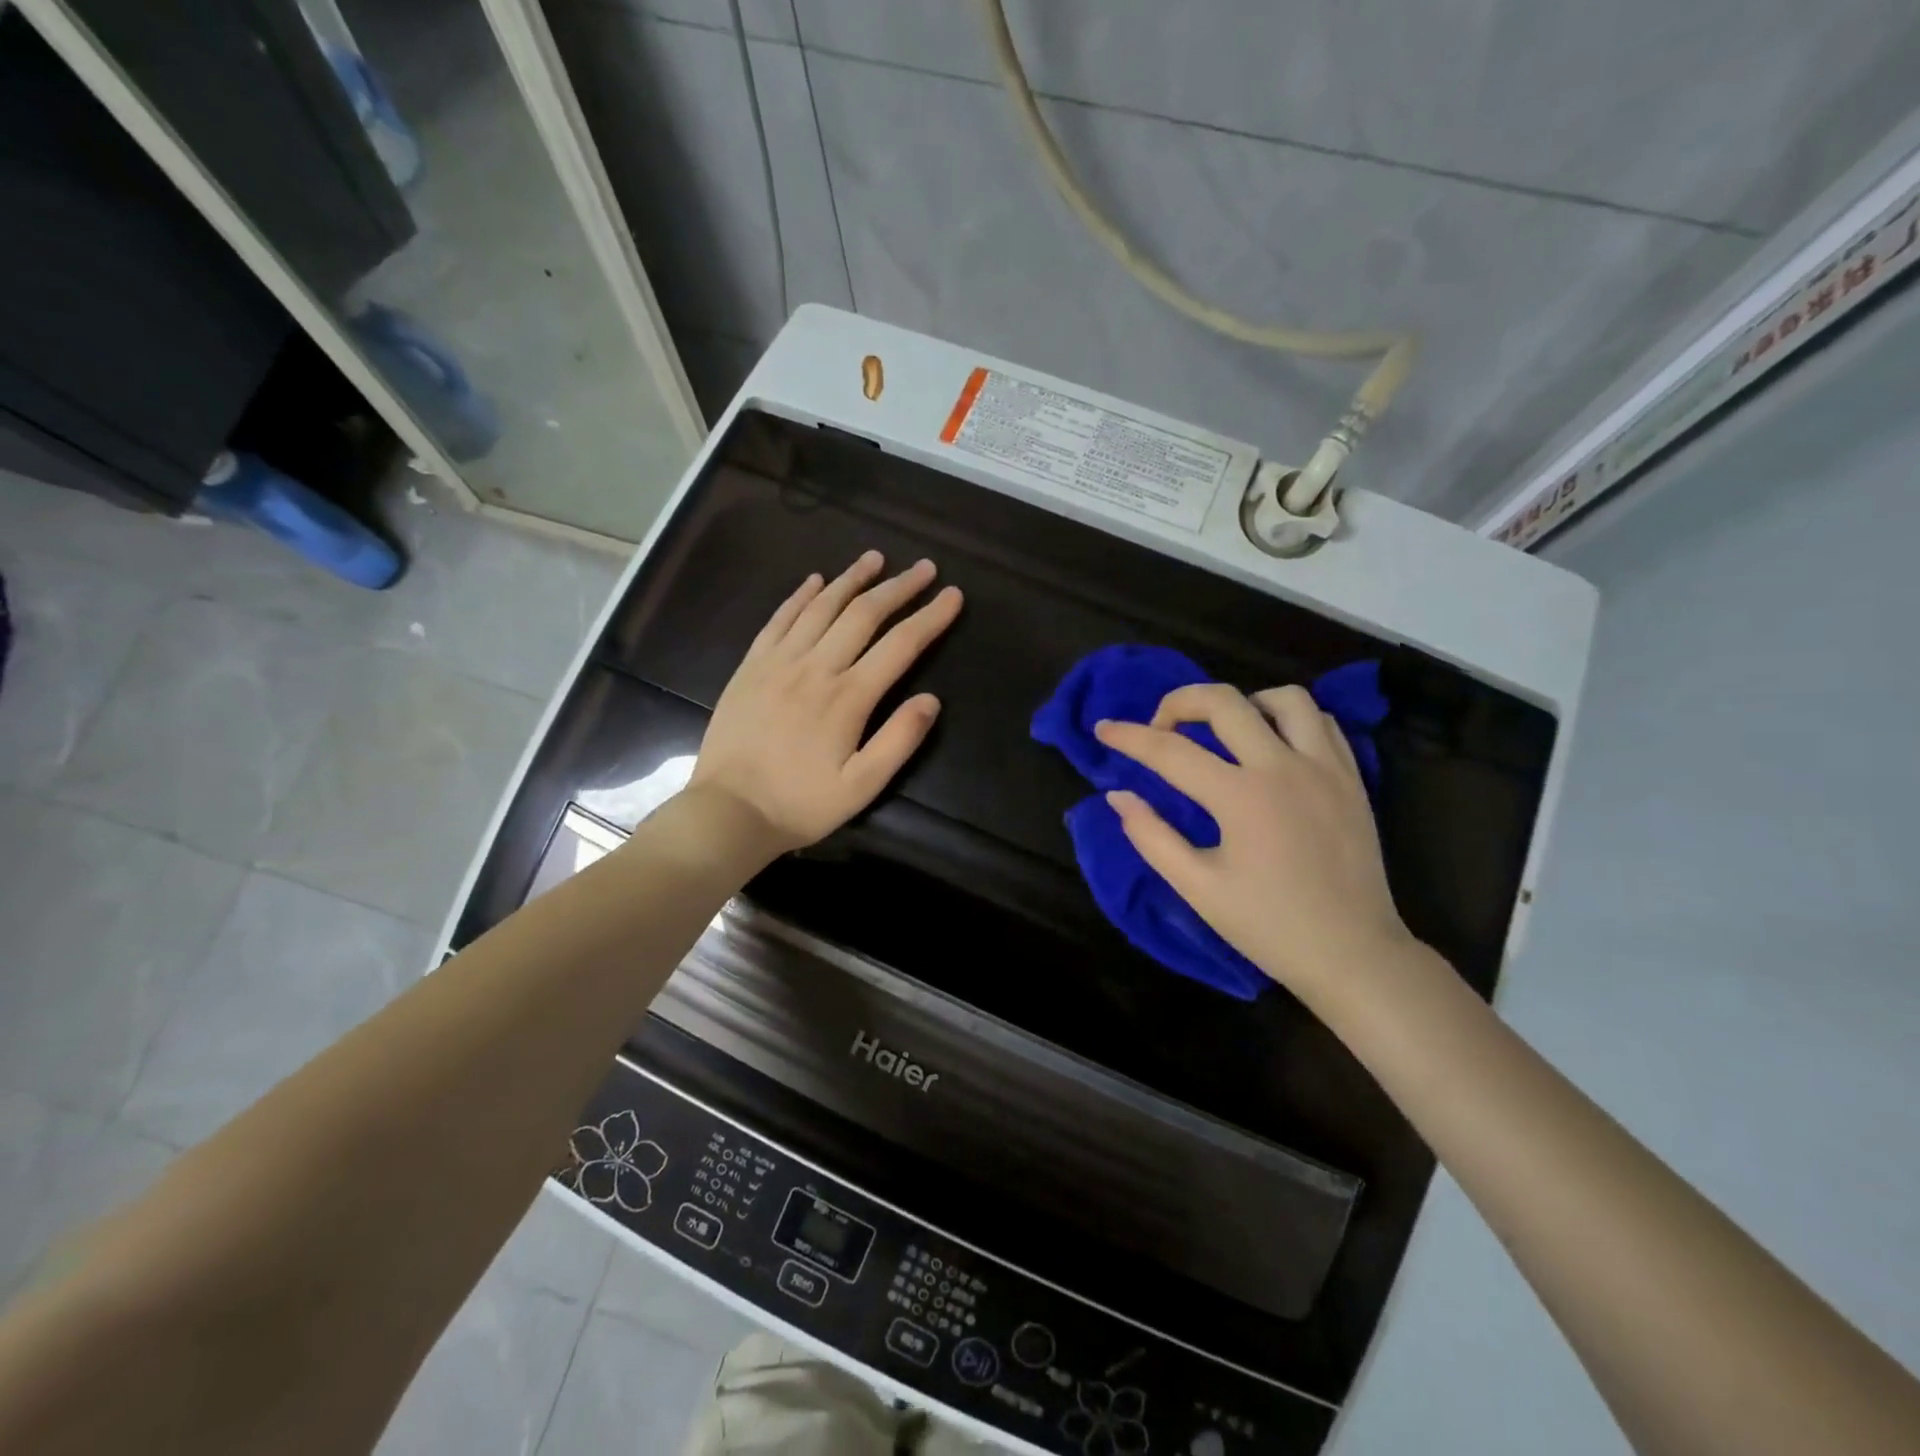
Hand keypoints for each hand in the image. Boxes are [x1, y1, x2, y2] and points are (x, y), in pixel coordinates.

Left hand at [690, 551, 962, 857]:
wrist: (729, 810)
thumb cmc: (801, 803)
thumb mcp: (862, 786)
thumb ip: (899, 740)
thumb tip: (931, 699)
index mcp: (848, 697)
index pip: (900, 645)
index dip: (930, 617)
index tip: (952, 594)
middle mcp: (816, 667)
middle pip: (863, 614)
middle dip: (898, 587)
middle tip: (924, 567)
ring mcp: (779, 662)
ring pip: (821, 607)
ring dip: (851, 579)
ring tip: (875, 558)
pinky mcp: (751, 666)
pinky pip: (779, 619)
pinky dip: (800, 595)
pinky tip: (815, 581)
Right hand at [1094, 683, 1411, 1004]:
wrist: (1352, 955)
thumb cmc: (1268, 926)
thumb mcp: (1198, 888)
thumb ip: (1151, 836)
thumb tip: (1118, 796)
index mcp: (1241, 798)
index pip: (1171, 752)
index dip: (1129, 737)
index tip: (1103, 729)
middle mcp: (1284, 768)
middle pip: (1224, 702)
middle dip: (1180, 701)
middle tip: (1161, 728)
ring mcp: (1326, 768)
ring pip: (1285, 698)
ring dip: (1243, 703)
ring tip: (1223, 730)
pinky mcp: (1352, 778)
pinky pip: (1322, 722)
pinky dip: (1289, 720)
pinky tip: (1272, 745)